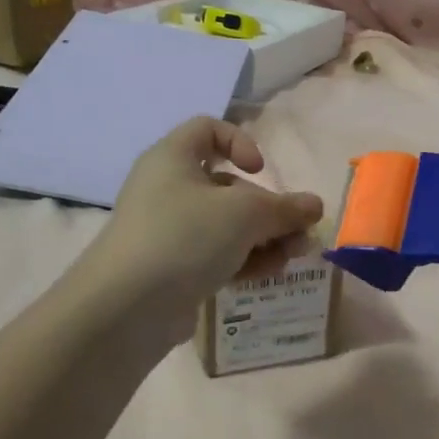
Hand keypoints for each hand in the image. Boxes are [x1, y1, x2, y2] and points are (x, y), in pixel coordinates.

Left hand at [81, 118, 323, 311]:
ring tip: (292, 257)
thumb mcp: (245, 215)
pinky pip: (216, 253)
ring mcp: (169, 231)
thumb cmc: (184, 237)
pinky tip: (270, 273)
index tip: (260, 171)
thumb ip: (285, 208)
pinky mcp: (173, 268)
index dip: (240, 142)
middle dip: (270, 208)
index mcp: (173, 158)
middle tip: (299, 233)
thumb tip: (315, 206)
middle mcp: (168, 189)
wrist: (124, 309)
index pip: (207, 129)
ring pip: (227, 224)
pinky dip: (244, 258)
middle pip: (228, 186)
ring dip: (265, 237)